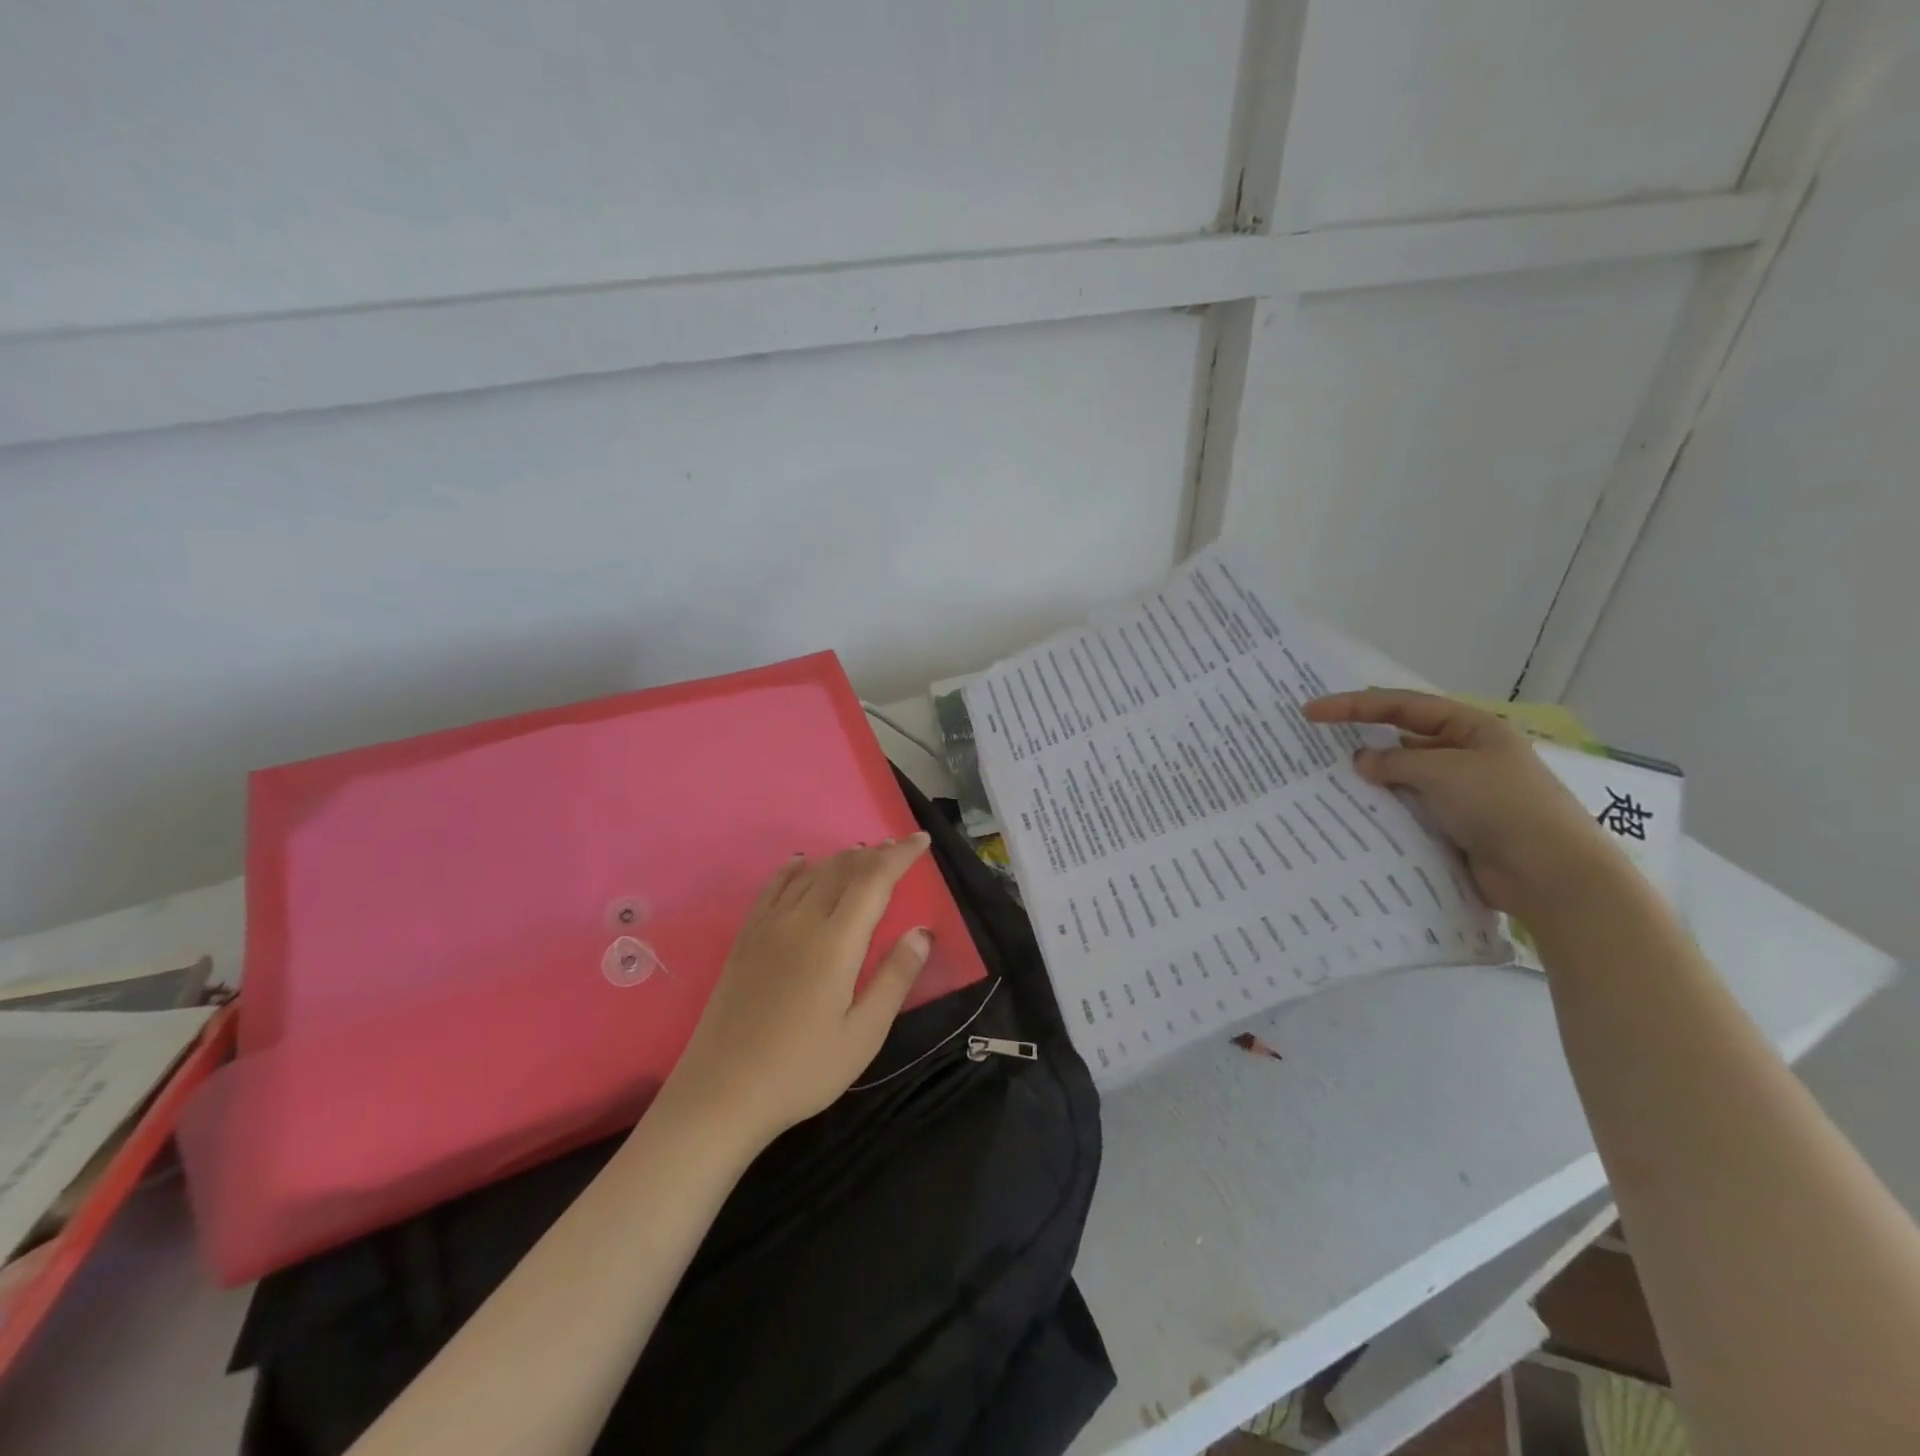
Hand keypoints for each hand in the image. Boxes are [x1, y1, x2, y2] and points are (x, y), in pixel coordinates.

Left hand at [660, 835, 935, 1149]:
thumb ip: (895, 978)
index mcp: (836, 943)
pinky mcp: (745, 940)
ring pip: (811, 874)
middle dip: (874, 853)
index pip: (874, 881)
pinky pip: (772, 888)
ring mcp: (768, 927)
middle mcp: (802, 922)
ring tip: (863, 853)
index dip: (900, 856)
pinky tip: (800, 862)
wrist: (721, 1094)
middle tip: (898, 848)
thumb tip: (922, 932)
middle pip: (843, 870)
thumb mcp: (863, 1035)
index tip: (922, 840)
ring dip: (841, 859)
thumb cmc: (802, 1070)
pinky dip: (793, 869)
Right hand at [1304, 689, 1625, 920]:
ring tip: (1326, 782)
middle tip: (1316, 744)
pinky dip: (1383, 810)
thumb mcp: (1443, 771)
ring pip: (1402, 777)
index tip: (1311, 712)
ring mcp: (1460, 793)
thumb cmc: (1502, 806)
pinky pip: (1408, 810)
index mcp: (1472, 728)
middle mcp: (1466, 755)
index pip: (1403, 706)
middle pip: (1402, 738)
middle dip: (1361, 739)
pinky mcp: (1453, 827)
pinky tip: (1355, 814)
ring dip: (1371, 779)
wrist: (1549, 874)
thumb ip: (1396, 761)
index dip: (1354, 705)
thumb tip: (1361, 761)